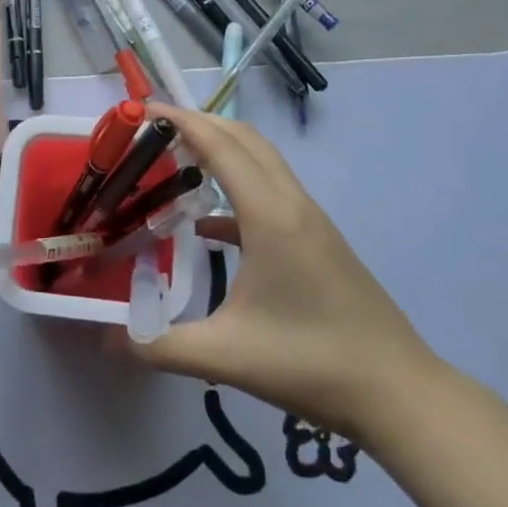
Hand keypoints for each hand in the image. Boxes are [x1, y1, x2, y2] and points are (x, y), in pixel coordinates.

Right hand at [115, 103, 444, 444]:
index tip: (142, 111)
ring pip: (262, 163)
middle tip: (152, 132)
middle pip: (245, 139)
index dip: (181, 120)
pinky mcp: (319, 242)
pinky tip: (208, 226)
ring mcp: (311, 222)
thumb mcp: (225, 357)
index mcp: (271, 216)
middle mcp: (292, 205)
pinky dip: (236, 191)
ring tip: (175, 164)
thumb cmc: (311, 364)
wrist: (399, 395)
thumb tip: (108, 337)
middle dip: (199, 124)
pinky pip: (271, 196)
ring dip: (221, 151)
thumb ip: (157, 345)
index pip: (221, 145)